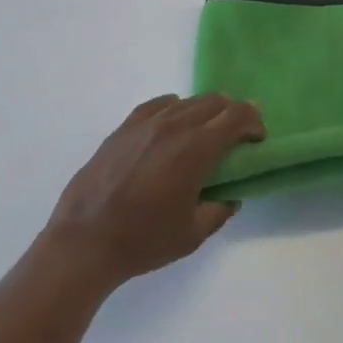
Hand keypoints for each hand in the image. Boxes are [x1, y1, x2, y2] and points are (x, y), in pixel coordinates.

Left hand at [42, 94, 263, 290]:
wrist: (84, 241)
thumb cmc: (143, 241)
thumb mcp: (192, 235)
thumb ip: (220, 211)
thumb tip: (230, 196)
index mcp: (195, 149)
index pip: (236, 116)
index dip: (254, 121)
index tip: (258, 137)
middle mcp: (174, 126)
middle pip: (214, 102)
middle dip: (233, 113)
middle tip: (238, 134)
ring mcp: (146, 123)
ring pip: (186, 101)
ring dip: (205, 110)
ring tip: (206, 131)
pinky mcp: (124, 128)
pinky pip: (158, 104)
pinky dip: (174, 107)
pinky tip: (174, 120)